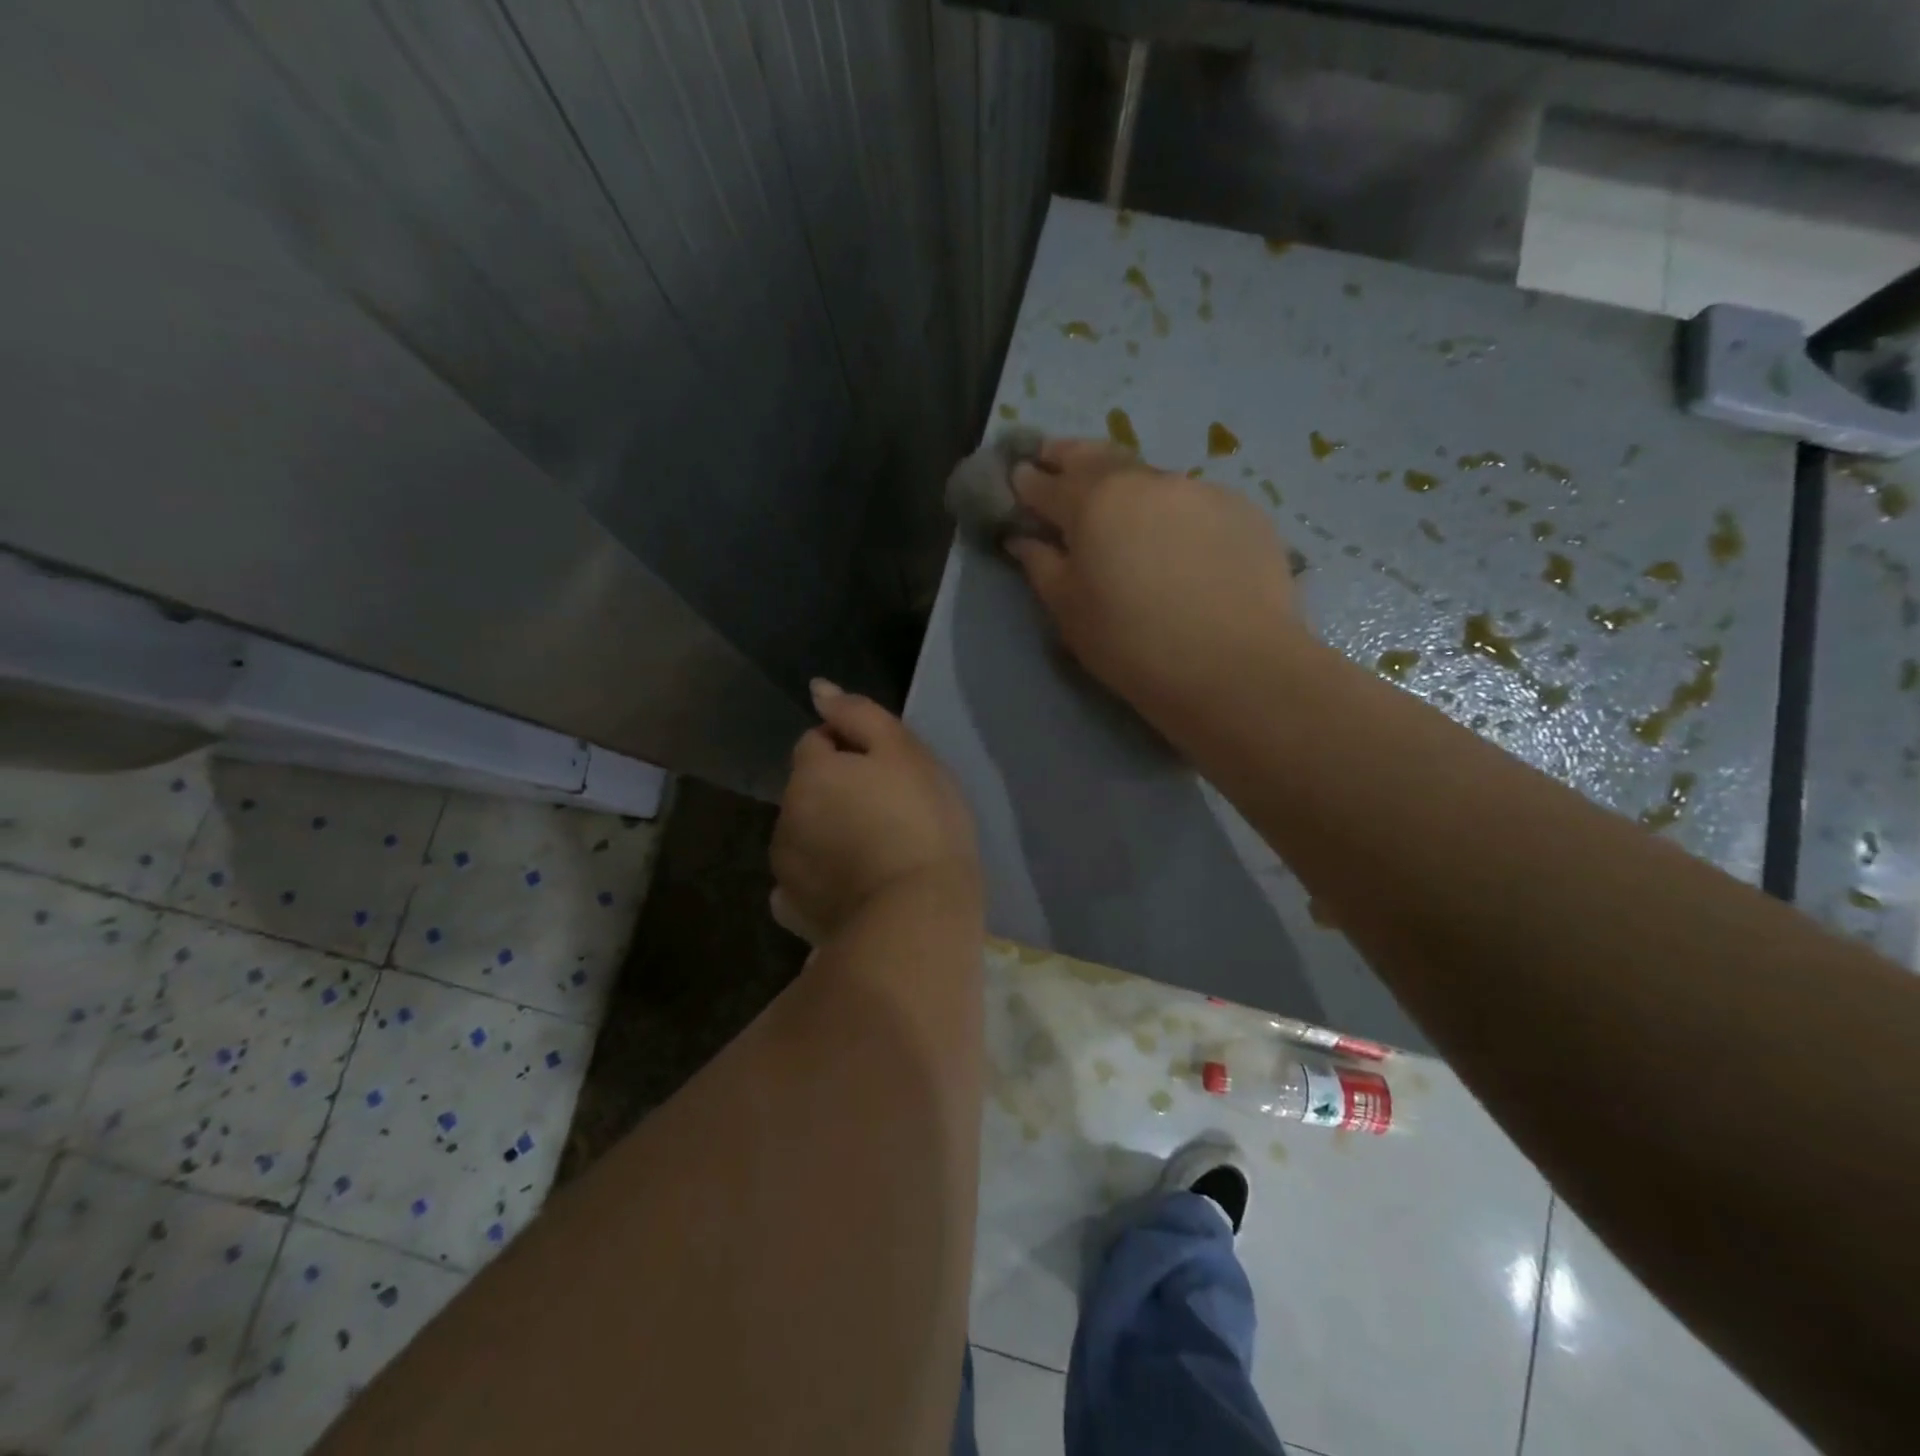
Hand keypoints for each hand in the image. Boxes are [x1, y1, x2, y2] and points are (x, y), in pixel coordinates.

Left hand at [770, 680, 980, 944]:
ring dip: (828, 833)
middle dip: (837, 792)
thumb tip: (819, 689)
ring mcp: (785, 868)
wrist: (919, 915)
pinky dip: (820, 879)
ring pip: (805, 834)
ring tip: (877, 854)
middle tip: (889, 813)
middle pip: (808, 789)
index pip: (817, 741)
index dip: (852, 749)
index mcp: (810, 774)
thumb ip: (859, 715)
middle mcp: (785, 817)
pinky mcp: (794, 911)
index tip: (890, 773)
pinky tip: (852, 888)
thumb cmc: (922, 824)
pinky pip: (802, 882)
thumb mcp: (904, 753)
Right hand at [1006, 439, 1306, 727]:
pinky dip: (1174, 514)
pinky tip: (1179, 544)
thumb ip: (1042, 566)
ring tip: (1121, 509)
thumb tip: (1023, 538)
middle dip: (1071, 457)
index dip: (1028, 480)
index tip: (1018, 477)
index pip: (1049, 483)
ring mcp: (1200, 490)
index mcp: (1094, 502)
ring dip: (1127, 487)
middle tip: (1055, 459)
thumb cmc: (1132, 645)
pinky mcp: (1243, 510)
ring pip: (1150, 479)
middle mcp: (1146, 481)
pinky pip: (1193, 503)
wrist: (1235, 668)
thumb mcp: (1070, 612)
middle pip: (1099, 457)